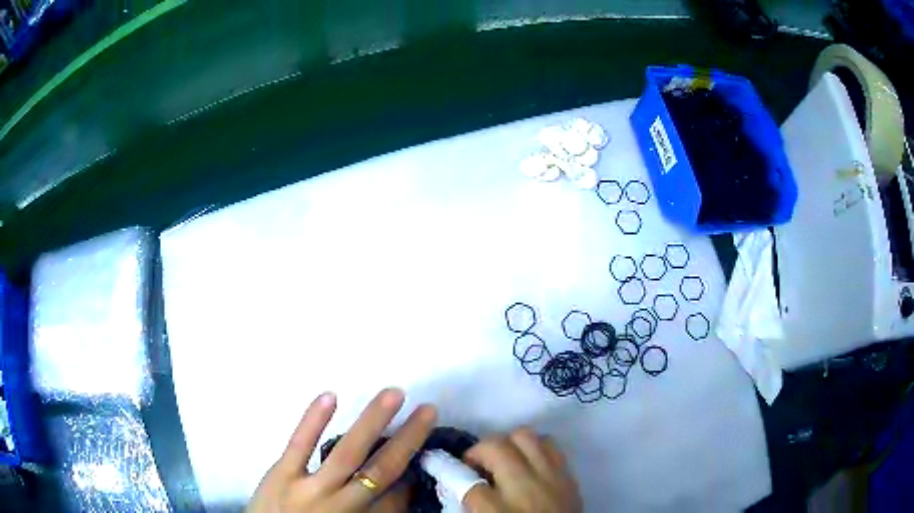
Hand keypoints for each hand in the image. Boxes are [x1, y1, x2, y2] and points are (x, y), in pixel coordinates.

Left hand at [247, 388, 436, 512]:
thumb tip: (398, 490)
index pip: (396, 495)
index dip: (412, 470)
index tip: (423, 447)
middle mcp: (341, 505)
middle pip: (381, 470)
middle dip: (407, 440)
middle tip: (428, 411)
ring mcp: (309, 488)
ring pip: (347, 453)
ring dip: (372, 422)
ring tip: (394, 394)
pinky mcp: (281, 474)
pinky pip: (299, 445)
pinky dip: (314, 420)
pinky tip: (330, 396)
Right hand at [462, 428, 581, 512]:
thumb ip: (471, 507)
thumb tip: (455, 486)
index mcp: (498, 511)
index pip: (466, 483)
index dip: (450, 471)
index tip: (444, 467)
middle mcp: (525, 488)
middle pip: (496, 446)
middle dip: (479, 451)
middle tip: (476, 465)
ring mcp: (551, 478)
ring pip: (525, 436)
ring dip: (509, 443)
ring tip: (503, 460)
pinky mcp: (568, 476)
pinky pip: (550, 446)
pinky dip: (535, 448)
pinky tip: (528, 463)